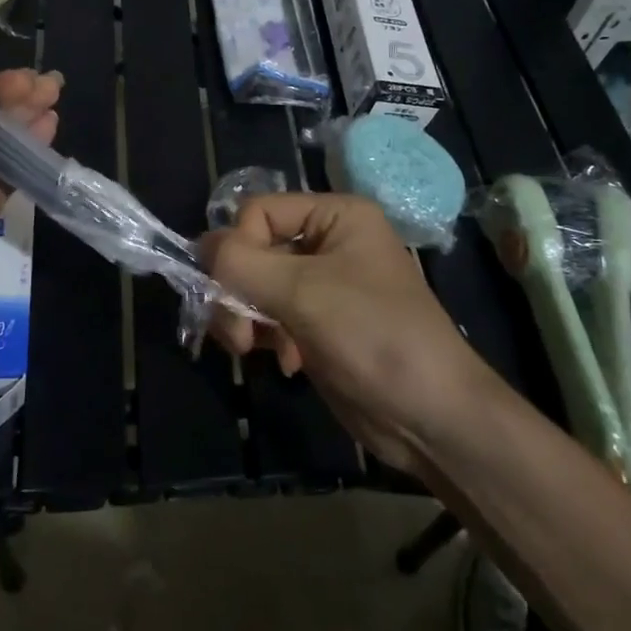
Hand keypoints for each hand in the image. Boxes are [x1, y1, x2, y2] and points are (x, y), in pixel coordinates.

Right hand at [200, 194, 501, 474]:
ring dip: (246, 318)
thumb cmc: (374, 337)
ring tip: (253, 350)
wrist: (432, 419)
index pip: (259, 211)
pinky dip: (266, 336)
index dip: (238, 248)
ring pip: (256, 286)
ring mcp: (323, 286)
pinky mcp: (318, 324)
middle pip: (254, 250)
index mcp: (336, 216)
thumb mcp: (303, 293)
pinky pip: (271, 315)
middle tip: (236, 335)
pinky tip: (285, 363)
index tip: (229, 291)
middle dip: (237, 292)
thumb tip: (199, 246)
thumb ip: (242, 264)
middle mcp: (328, 242)